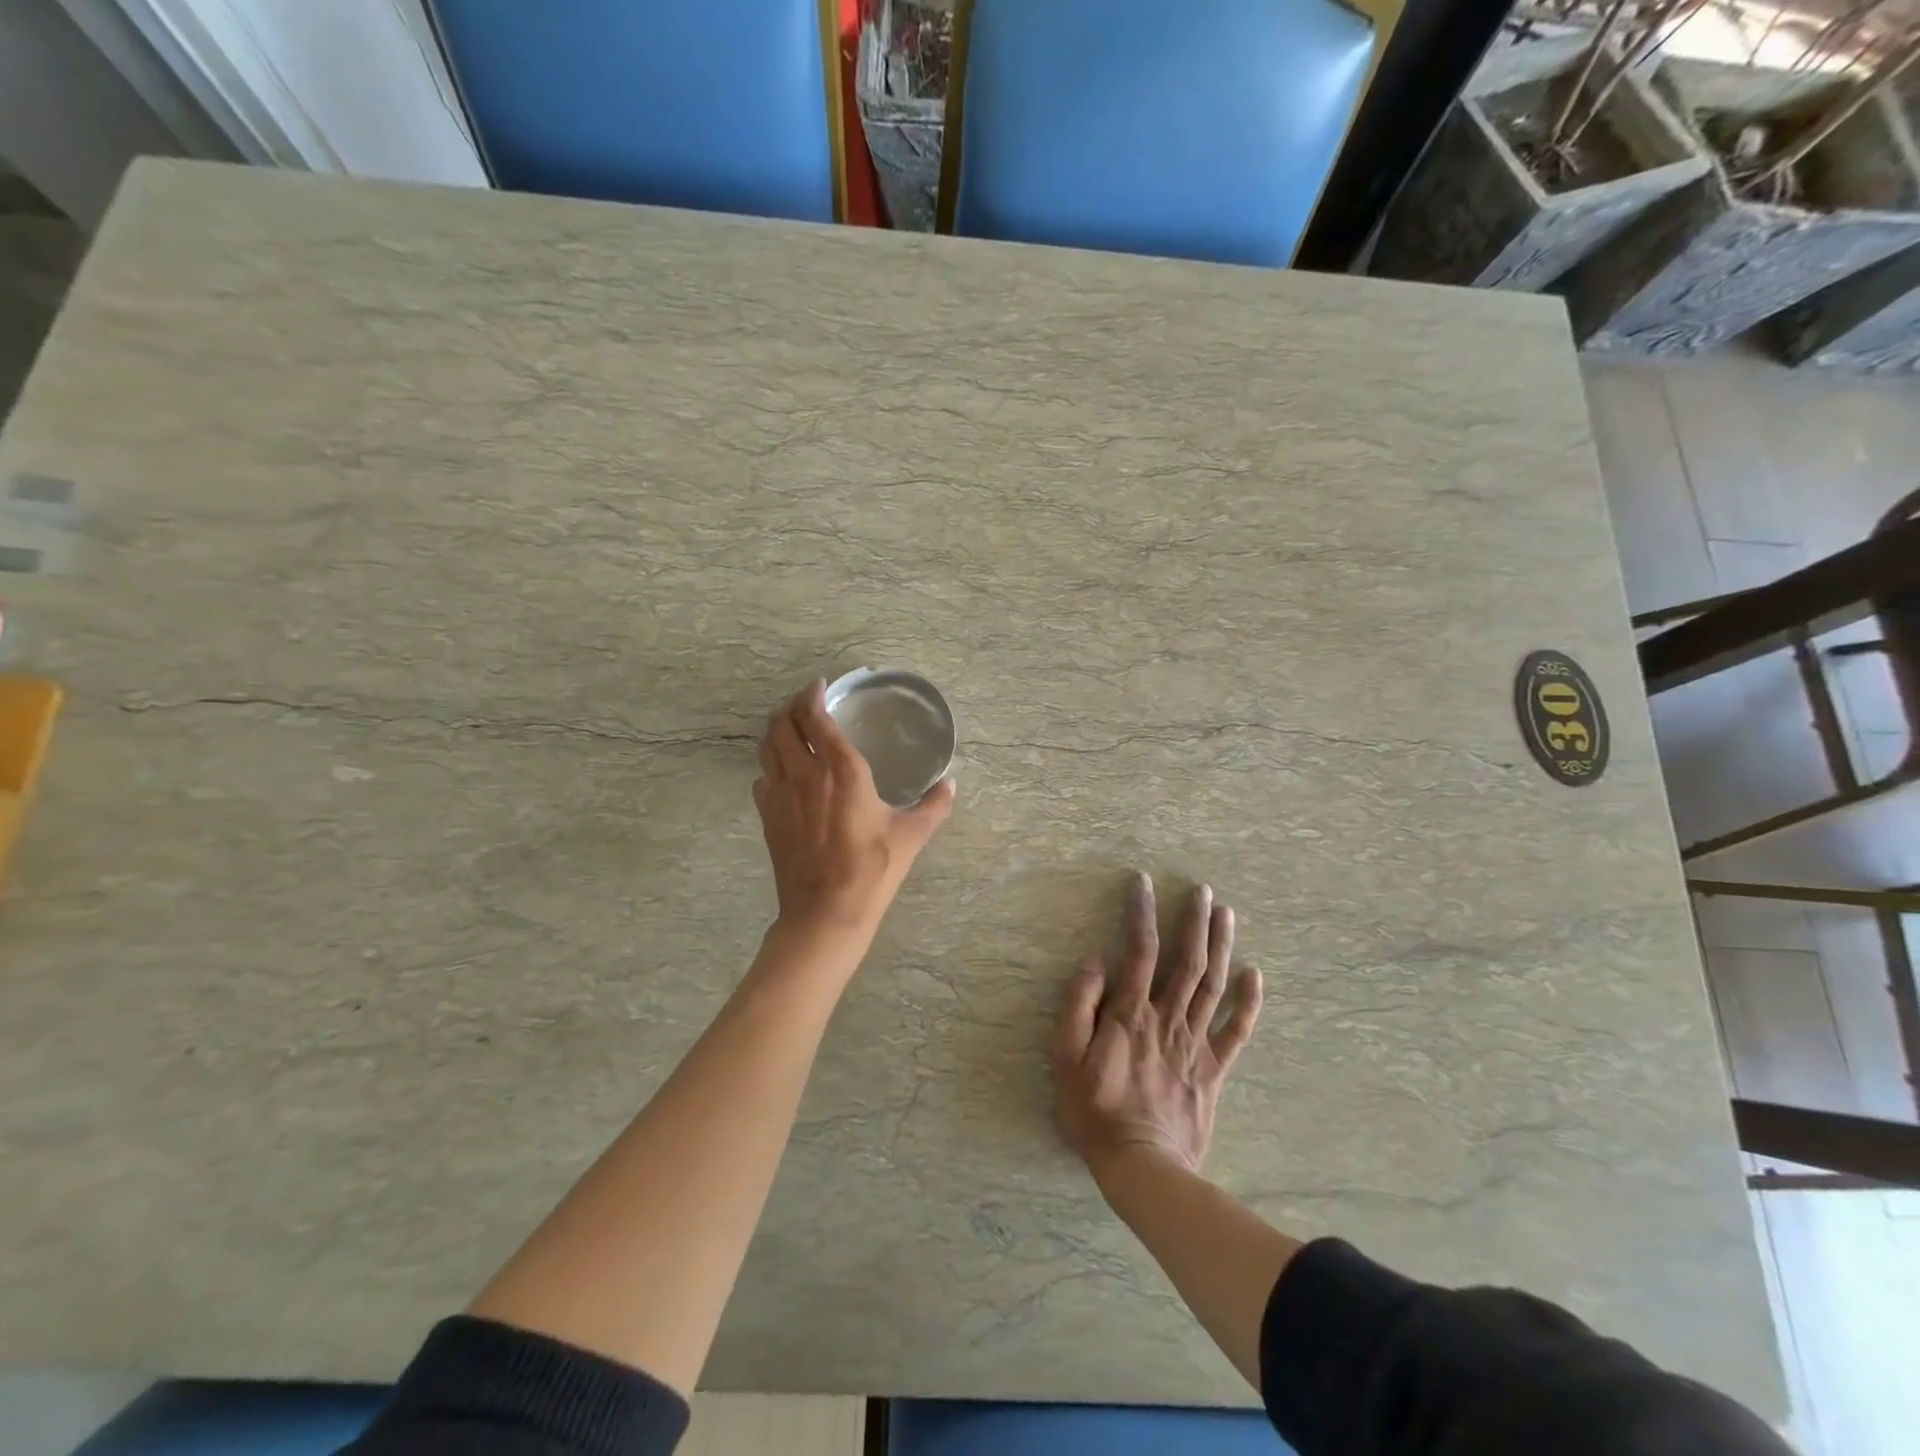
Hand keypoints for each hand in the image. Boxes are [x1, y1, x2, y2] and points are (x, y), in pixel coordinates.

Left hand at [753, 681, 956, 940]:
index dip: (813, 694)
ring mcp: (780, 794)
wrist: (826, 912)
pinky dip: (771, 763)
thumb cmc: (872, 869)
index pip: (815, 716)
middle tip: (806, 703)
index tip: (820, 685)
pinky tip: (785, 772)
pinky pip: (763, 776)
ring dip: (777, 729)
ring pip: (767, 746)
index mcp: (842, 769)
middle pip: (783, 723)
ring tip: (792, 727)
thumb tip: (951, 785)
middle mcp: (805, 773)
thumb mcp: (911, 835)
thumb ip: (933, 805)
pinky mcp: (767, 815)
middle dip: (792, 706)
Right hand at [1054, 872, 1262, 1175]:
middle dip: (1194, 922)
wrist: (1141, 1167)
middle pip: (1187, 961)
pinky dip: (1248, 1003)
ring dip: (1222, 947)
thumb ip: (1078, 1006)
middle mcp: (1167, 1019)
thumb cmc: (1094, 1111)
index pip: (1139, 950)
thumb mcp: (1065, 1058)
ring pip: (1213, 986)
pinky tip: (1255, 976)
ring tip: (1227, 914)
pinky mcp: (1212, 1070)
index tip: (1143, 882)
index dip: (1141, 913)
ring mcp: (1195, 1044)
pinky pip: (1236, 1032)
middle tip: (1203, 891)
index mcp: (1131, 1014)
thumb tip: (1095, 962)